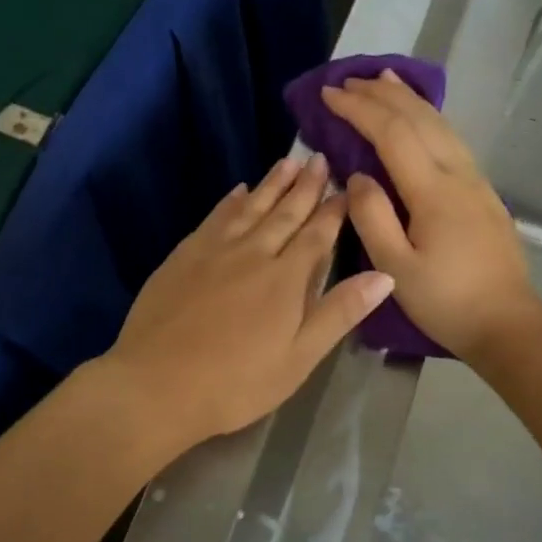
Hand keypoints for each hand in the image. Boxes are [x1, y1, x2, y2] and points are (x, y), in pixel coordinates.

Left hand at [100, 154, 394, 450]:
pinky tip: (237, 191)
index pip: (317, 235)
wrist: (157, 383)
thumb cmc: (236, 382)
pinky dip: (230, 202)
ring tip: (286, 162)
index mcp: (285, 278)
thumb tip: (384, 275)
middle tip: (317, 158)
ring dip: (270, 184)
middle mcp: (252, 253)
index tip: (347, 186)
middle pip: (284, 213)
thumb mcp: (298, 358)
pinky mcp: (183, 256)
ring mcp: (213, 251)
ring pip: (249, 207)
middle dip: (305, 186)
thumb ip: (339, 313)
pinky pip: (214, 218)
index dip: (334, 210)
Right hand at [321, 71, 541, 361]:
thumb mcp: (396, 268)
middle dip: (381, 94)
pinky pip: (451, 139)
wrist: (508, 325)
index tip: (328, 94)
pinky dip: (429, 117)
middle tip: (348, 80)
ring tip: (384, 79)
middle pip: (419, 119)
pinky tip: (420, 117)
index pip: (392, 133)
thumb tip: (357, 176)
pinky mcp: (483, 192)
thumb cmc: (446, 302)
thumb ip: (372, 217)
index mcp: (433, 191)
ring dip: (408, 99)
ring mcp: (476, 181)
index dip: (359, 109)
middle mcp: (458, 174)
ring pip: (441, 124)